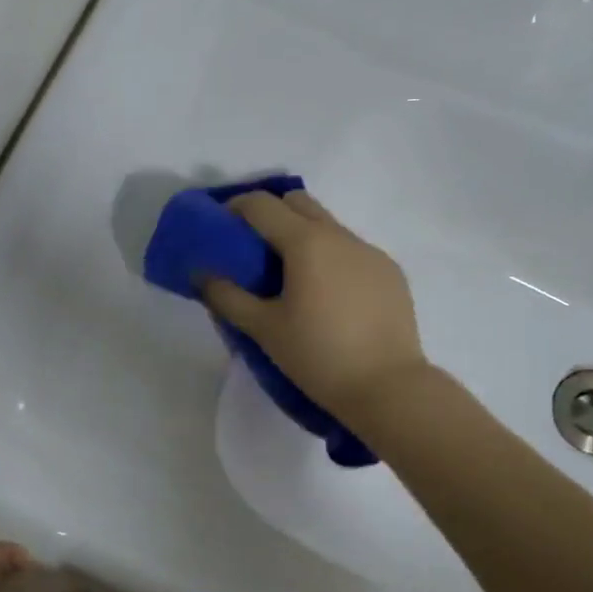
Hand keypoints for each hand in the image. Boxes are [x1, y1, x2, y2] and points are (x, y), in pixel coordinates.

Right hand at [201, 189, 431, 416]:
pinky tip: (326, 297)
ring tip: (289, 278)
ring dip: (302, 237)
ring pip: (328, 227)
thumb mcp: (264, 329)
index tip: (219, 226)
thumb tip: (201, 274)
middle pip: (298, 203)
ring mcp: (371, 252)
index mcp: (306, 242)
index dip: (234, 208)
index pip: (262, 204)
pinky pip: (352, 251)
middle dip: (271, 213)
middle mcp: (340, 236)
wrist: (388, 388)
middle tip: (252, 248)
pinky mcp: (390, 273)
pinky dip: (330, 259)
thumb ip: (227, 297)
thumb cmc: (318, 355)